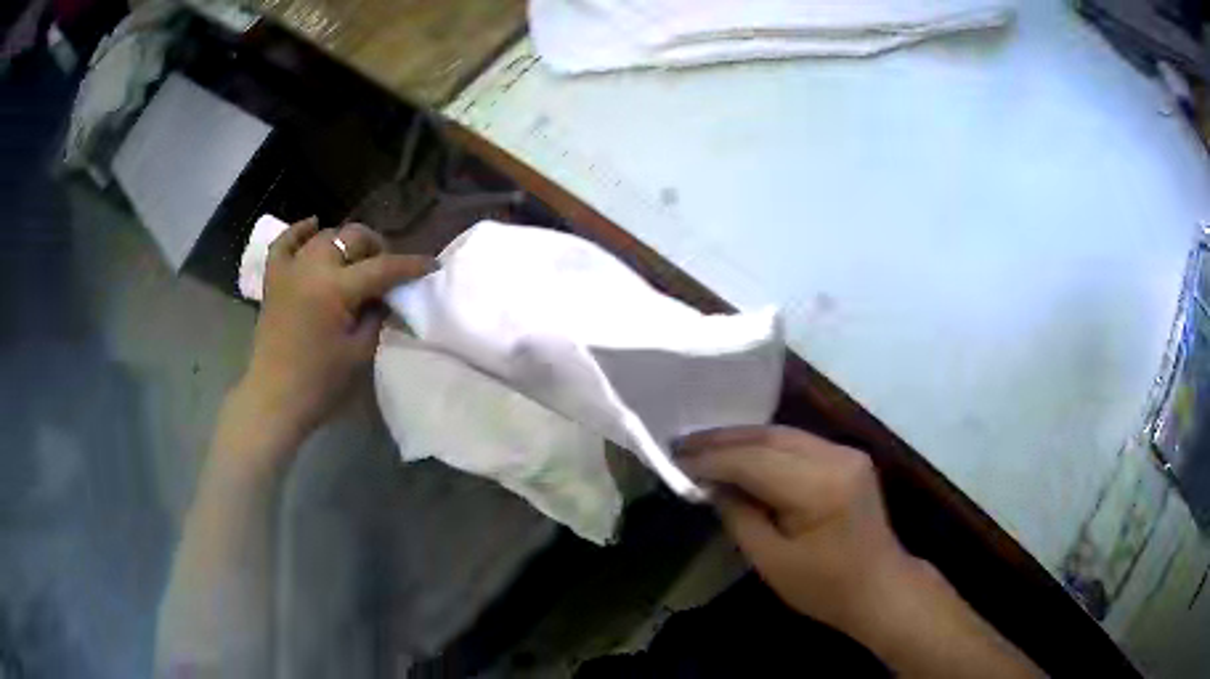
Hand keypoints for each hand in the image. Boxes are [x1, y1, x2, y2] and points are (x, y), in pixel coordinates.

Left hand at [241, 218, 433, 449]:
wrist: (275, 399)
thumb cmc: (320, 383)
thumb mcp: (360, 352)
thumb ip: (376, 316)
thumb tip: (385, 297)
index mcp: (336, 288)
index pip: (382, 268)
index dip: (410, 265)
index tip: (431, 264)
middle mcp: (312, 267)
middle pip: (352, 238)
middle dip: (376, 246)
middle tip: (388, 268)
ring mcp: (289, 270)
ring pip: (324, 236)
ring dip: (345, 241)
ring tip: (356, 257)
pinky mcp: (274, 279)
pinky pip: (284, 243)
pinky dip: (299, 231)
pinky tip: (313, 226)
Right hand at [677, 426, 913, 633]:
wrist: (880, 587)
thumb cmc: (825, 588)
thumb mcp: (771, 562)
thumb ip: (739, 515)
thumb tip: (711, 484)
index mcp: (820, 488)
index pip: (755, 460)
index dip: (712, 458)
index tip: (675, 459)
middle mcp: (837, 457)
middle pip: (770, 436)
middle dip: (723, 439)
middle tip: (682, 444)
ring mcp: (847, 453)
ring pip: (784, 434)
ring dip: (742, 439)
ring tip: (703, 447)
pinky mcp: (849, 457)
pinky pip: (798, 443)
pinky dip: (765, 447)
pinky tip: (741, 454)